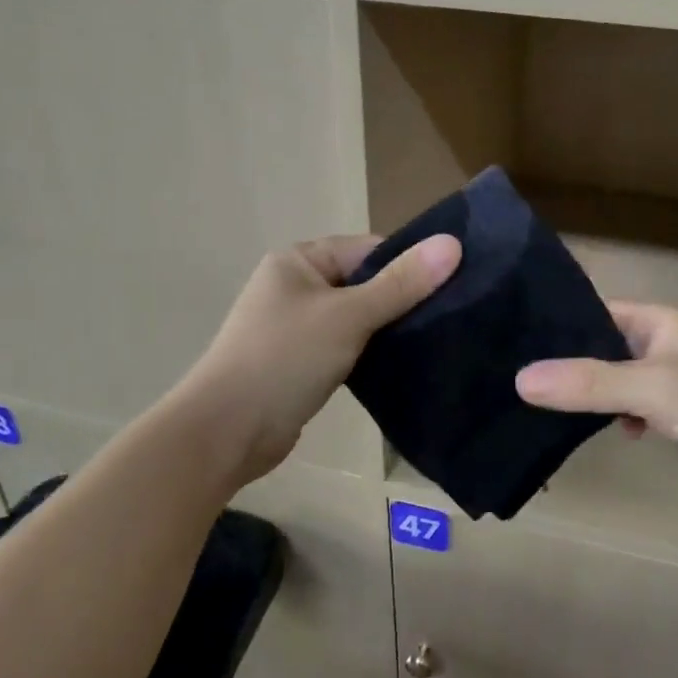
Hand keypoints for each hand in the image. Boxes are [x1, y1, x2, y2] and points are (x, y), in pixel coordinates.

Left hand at [186, 232, 460, 484]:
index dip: (408, 264)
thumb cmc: (285, 359)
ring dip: (385, 329)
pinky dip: (368, 353)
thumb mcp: (348, 316)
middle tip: (447, 316)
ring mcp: (294, 326)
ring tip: (430, 341)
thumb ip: (401, 284)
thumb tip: (452, 244)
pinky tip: (400, 366)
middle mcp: (295, 286)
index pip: (368, 250)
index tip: (450, 284)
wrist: (225, 433)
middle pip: (363, 283)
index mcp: (299, 261)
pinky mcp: (299, 362)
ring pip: (355, 318)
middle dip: (400, 299)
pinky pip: (344, 346)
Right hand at [515, 302, 677, 519]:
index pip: (602, 311)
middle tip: (522, 373)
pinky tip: (606, 431)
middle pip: (607, 346)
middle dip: (572, 361)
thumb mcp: (651, 388)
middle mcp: (668, 346)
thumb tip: (520, 379)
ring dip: (592, 392)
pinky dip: (616, 416)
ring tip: (546, 402)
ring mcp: (674, 383)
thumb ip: (588, 383)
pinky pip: (634, 408)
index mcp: (664, 322)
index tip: (519, 337)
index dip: (564, 322)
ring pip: (618, 380)